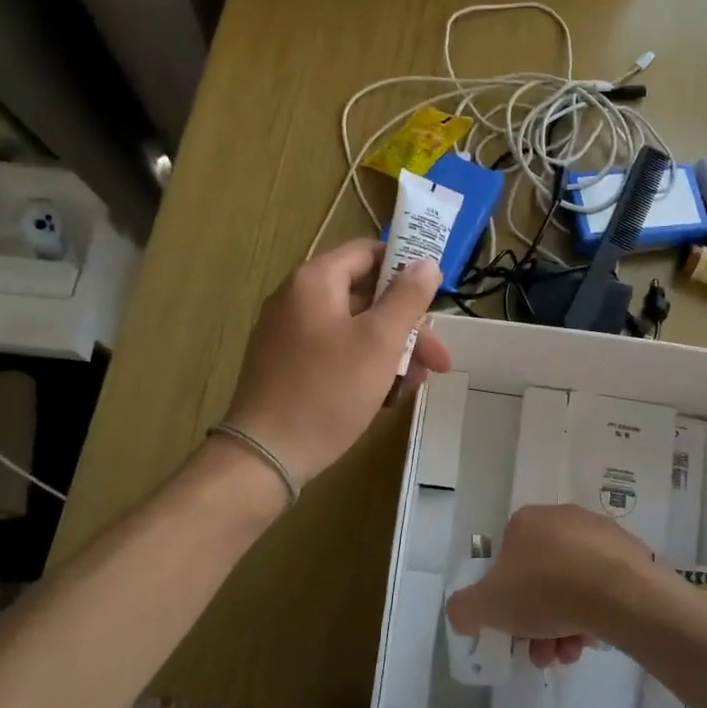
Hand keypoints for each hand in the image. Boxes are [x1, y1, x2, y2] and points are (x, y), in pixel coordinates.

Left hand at [223, 239, 450, 483]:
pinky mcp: (287, 367)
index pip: (368, 253)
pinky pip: (335, 354)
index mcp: (315, 281)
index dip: (406, 269)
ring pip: (354, 330)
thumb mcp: (380, 341)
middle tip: (439, 359)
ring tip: (416, 385)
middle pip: (365, 297)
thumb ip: (408, 297)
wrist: (267, 454)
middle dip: (408, 327)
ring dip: (392, 352)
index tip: (436, 297)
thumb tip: (426, 262)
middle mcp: (297, 300)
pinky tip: (386, 398)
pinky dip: (364, 367)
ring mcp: (289, 335)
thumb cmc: (329, 390)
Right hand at [446, 505, 659, 667]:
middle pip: (541, 577)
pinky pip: (602, 586)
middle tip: (542, 652)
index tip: (512, 629)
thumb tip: (465, 614)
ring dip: (565, 624)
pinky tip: (594, 639)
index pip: (507, 559)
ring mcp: (599, 534)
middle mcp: (562, 518)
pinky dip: (594, 612)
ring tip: (569, 654)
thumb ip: (464, 609)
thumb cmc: (545, 590)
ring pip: (572, 585)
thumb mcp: (486, 606)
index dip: (505, 599)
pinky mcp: (629, 554)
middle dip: (537, 621)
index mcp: (526, 521)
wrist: (618, 592)